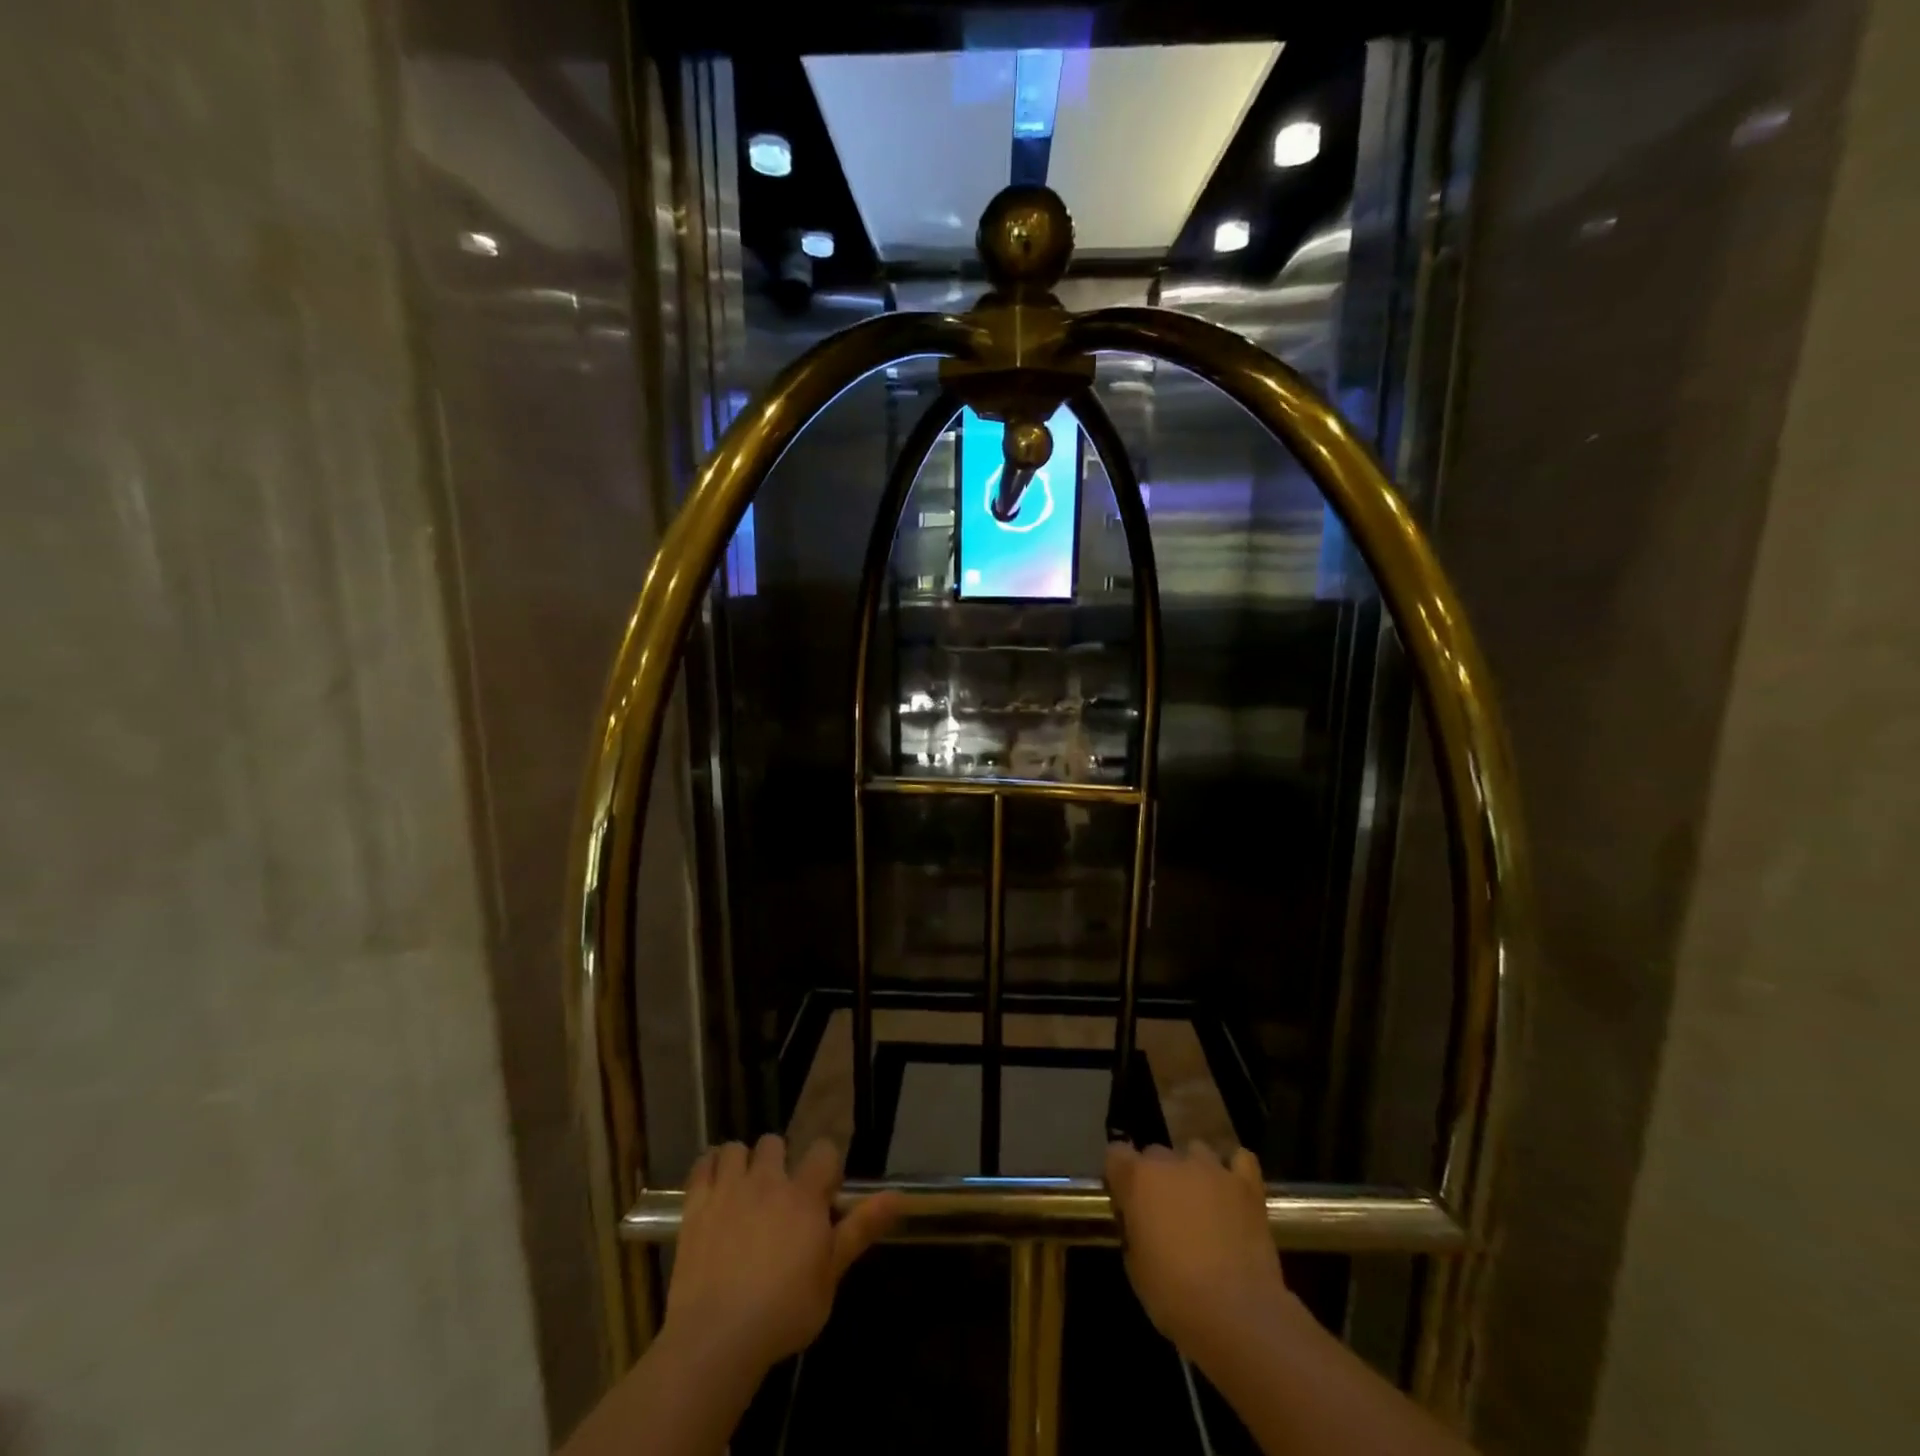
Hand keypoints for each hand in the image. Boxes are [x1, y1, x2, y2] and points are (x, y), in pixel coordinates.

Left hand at [663, 1135, 900, 1374]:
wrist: (716, 1338)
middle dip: (780, 1161)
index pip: (824, 1151)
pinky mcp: (697, 1204)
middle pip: (776, 1142)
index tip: (822, 1194)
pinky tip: (714, 1187)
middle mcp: (768, 1180)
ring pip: (738, 1148)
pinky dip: (710, 1168)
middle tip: (778, 1196)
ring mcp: (729, 1189)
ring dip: (744, 1163)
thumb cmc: (783, 1313)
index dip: (825, 1167)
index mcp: (804, 1195)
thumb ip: (860, 1230)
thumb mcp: (830, 1277)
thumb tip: (898, 1196)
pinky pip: (703, 1164)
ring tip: (744, 1190)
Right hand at [1105, 1141, 1295, 1359]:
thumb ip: (1133, 1230)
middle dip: (1157, 1177)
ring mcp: (1212, 1169)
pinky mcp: (1247, 1185)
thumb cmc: (1175, 1296)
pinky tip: (1233, 1191)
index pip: (1116, 1154)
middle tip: (1164, 1212)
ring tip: (1201, 1203)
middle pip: (1156, 1153)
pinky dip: (1234, 1171)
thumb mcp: (1135, 1268)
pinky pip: (1240, 1160)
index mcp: (1138, 1179)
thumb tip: (1139, 1222)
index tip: (1125, 1199)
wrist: (1238, 1315)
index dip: (1119, 1175)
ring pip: (1196, 1151)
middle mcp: (1172, 1162)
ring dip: (1193, 1172)